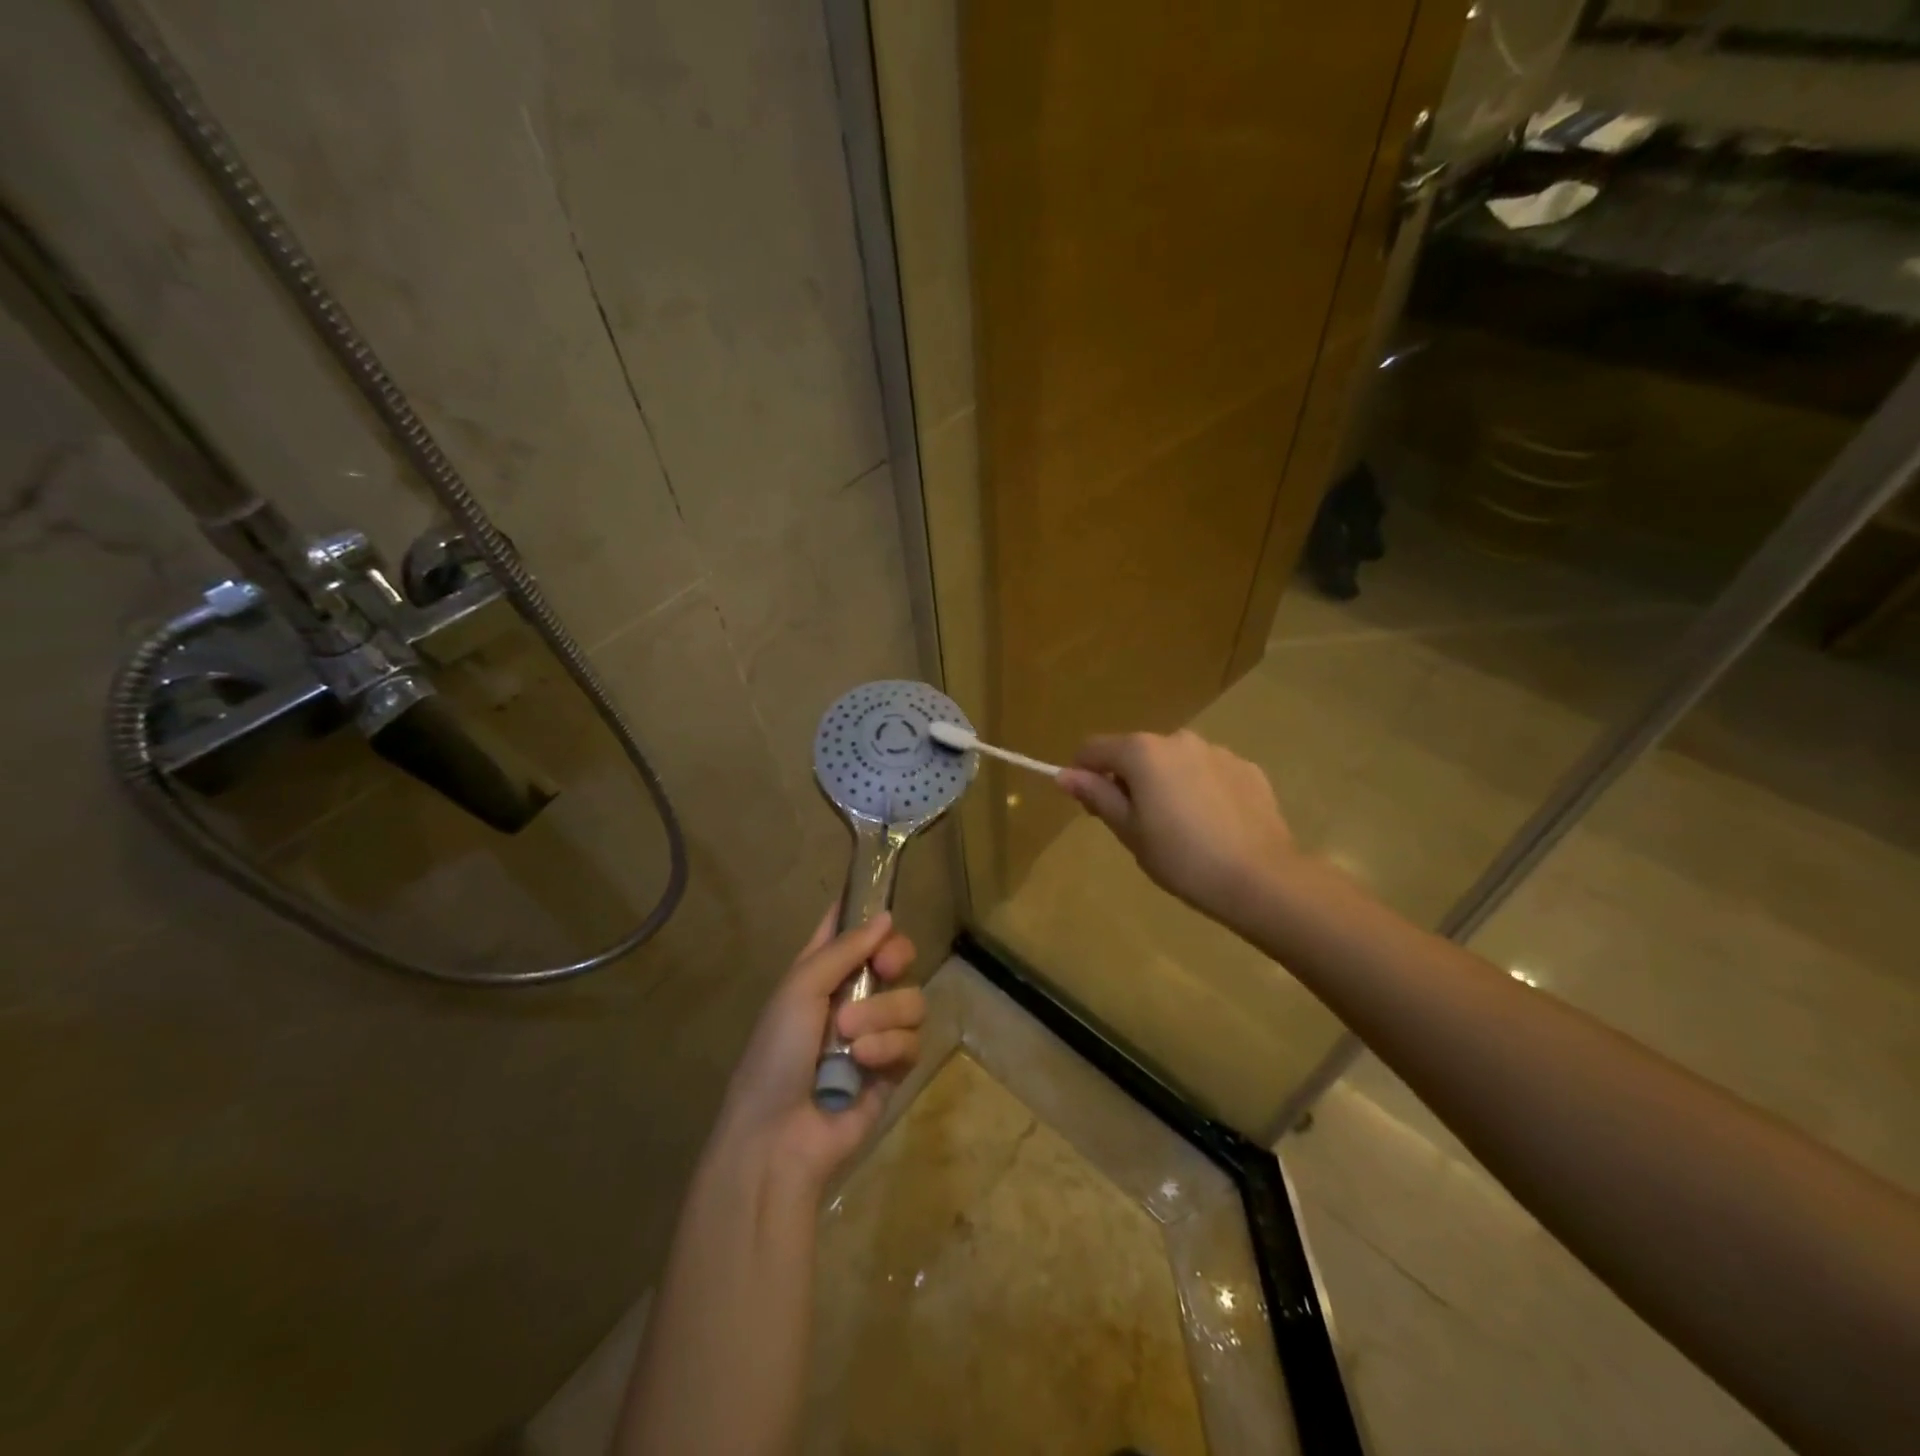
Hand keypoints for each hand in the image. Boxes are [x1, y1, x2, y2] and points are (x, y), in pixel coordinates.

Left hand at [713, 907, 924, 1195]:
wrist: (777, 1136)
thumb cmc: (776, 1053)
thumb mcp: (800, 988)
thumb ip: (844, 949)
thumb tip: (886, 916)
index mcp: (822, 973)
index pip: (849, 930)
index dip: (867, 914)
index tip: (882, 909)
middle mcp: (852, 996)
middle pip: (896, 957)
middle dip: (896, 957)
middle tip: (885, 967)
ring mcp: (876, 1033)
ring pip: (910, 1000)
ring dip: (883, 1014)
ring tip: (851, 1038)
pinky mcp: (893, 1069)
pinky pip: (912, 1041)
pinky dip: (889, 1048)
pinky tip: (864, 1062)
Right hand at [1057, 729, 1296, 926]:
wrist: (1261, 878)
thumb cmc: (1182, 858)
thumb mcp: (1129, 831)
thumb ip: (1097, 796)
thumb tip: (1063, 774)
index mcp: (1142, 752)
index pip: (1094, 748)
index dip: (1084, 774)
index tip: (1092, 808)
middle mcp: (1179, 739)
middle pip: (1136, 752)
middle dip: (1129, 780)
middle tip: (1138, 826)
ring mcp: (1217, 751)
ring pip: (1175, 762)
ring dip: (1166, 783)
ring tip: (1181, 828)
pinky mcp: (1247, 769)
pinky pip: (1209, 772)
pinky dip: (1201, 789)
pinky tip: (1213, 825)